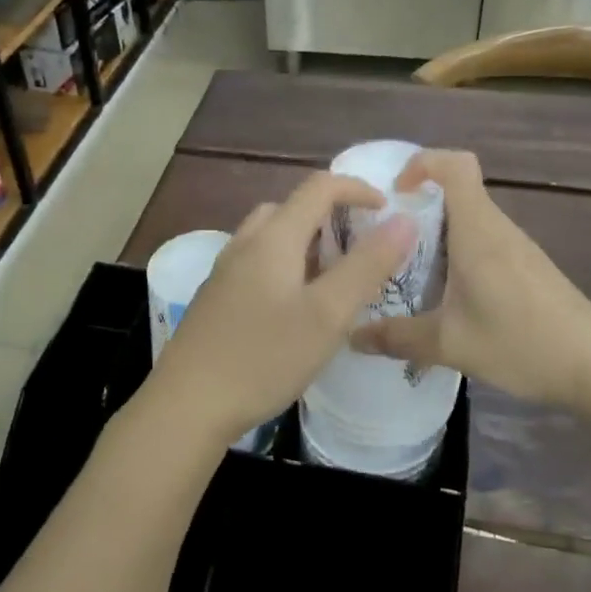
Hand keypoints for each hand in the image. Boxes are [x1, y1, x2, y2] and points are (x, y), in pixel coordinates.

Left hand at [143, 172, 418, 446]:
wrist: (187, 404)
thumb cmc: (263, 357)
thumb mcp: (327, 314)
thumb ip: (367, 265)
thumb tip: (403, 221)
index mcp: (274, 237)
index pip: (319, 187)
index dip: (357, 189)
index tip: (387, 211)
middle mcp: (245, 243)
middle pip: (292, 208)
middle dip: (331, 217)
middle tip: (360, 248)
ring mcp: (225, 270)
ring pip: (272, 237)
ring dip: (307, 243)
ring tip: (333, 279)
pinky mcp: (216, 296)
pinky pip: (258, 262)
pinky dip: (286, 265)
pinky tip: (295, 307)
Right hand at [350, 150, 590, 409]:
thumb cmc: (521, 343)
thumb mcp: (449, 344)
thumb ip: (397, 338)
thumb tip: (351, 337)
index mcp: (478, 232)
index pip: (455, 165)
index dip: (422, 163)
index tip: (395, 193)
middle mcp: (498, 229)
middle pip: (458, 192)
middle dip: (419, 206)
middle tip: (387, 241)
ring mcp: (519, 247)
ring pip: (471, 220)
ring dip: (439, 234)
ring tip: (411, 272)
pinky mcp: (530, 267)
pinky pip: (486, 242)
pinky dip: (460, 254)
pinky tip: (451, 297)